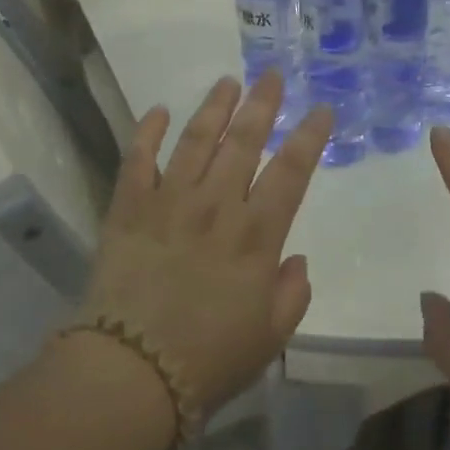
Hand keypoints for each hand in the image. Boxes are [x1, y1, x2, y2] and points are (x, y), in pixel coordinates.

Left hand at [81, 71, 332, 418]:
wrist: (131, 374)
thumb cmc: (209, 361)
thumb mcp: (270, 338)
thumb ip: (292, 294)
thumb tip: (294, 259)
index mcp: (255, 235)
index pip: (291, 172)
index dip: (309, 137)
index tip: (321, 110)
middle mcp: (215, 206)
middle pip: (243, 142)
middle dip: (262, 105)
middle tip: (272, 75)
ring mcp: (168, 202)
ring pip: (195, 140)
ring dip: (213, 107)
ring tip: (227, 82)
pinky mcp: (128, 209)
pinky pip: (137, 160)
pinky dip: (147, 133)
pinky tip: (158, 111)